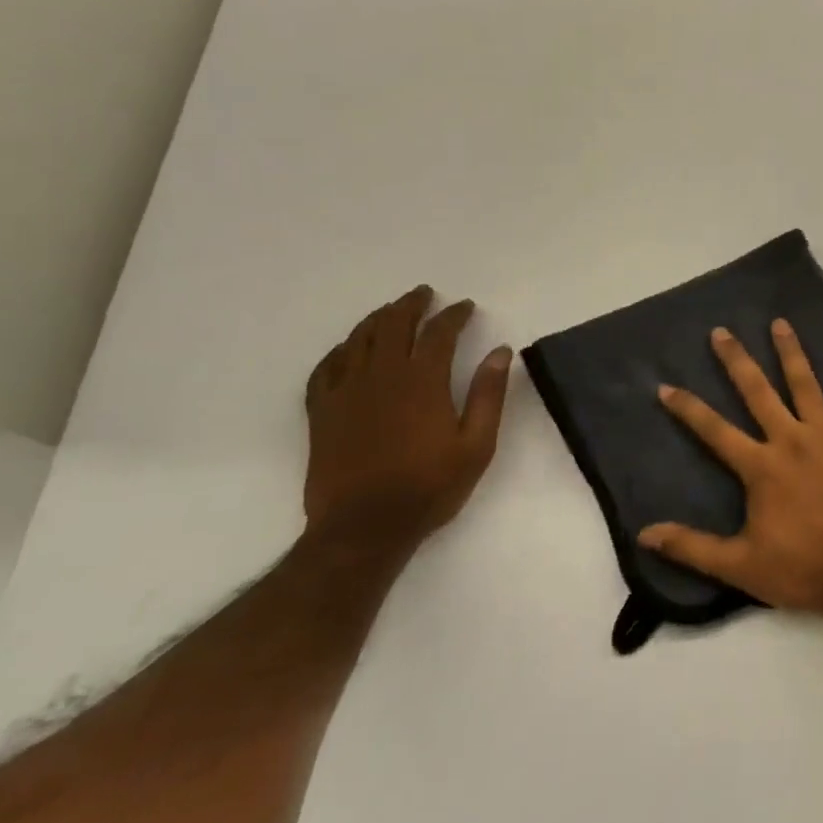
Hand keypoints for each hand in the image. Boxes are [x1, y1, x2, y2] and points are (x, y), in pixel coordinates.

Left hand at [304, 285, 512, 549]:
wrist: (363, 528)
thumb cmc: (429, 487)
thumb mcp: (476, 445)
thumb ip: (488, 394)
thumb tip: (501, 352)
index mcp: (422, 381)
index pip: (439, 332)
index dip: (454, 315)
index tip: (465, 306)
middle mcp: (382, 376)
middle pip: (394, 324)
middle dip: (412, 304)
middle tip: (424, 294)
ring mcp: (346, 391)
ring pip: (359, 339)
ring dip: (377, 319)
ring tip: (390, 311)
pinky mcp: (321, 412)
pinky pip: (325, 368)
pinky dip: (339, 351)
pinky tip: (347, 349)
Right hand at [640, 320, 822, 624]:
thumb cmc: (801, 570)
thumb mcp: (739, 565)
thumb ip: (692, 547)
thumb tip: (644, 534)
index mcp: (761, 467)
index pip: (715, 431)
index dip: (688, 409)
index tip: (666, 386)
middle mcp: (791, 440)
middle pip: (758, 393)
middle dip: (737, 361)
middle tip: (722, 332)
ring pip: (806, 386)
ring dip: (792, 353)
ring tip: (780, 323)